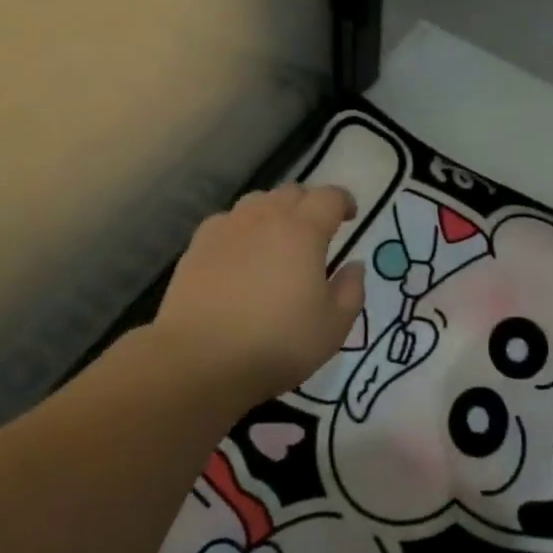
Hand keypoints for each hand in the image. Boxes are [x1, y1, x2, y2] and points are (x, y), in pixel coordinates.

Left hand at [153, 185, 366, 403]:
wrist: (200, 360)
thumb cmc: (277, 344)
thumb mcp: (333, 327)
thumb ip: (351, 290)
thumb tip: (354, 265)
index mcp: (303, 231)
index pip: (329, 197)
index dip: (343, 201)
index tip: (350, 216)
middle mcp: (265, 218)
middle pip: (292, 192)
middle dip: (310, 204)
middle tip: (317, 230)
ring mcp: (227, 228)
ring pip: (257, 201)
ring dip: (275, 211)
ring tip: (278, 237)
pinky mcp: (198, 245)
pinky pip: (227, 221)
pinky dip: (242, 227)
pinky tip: (241, 251)